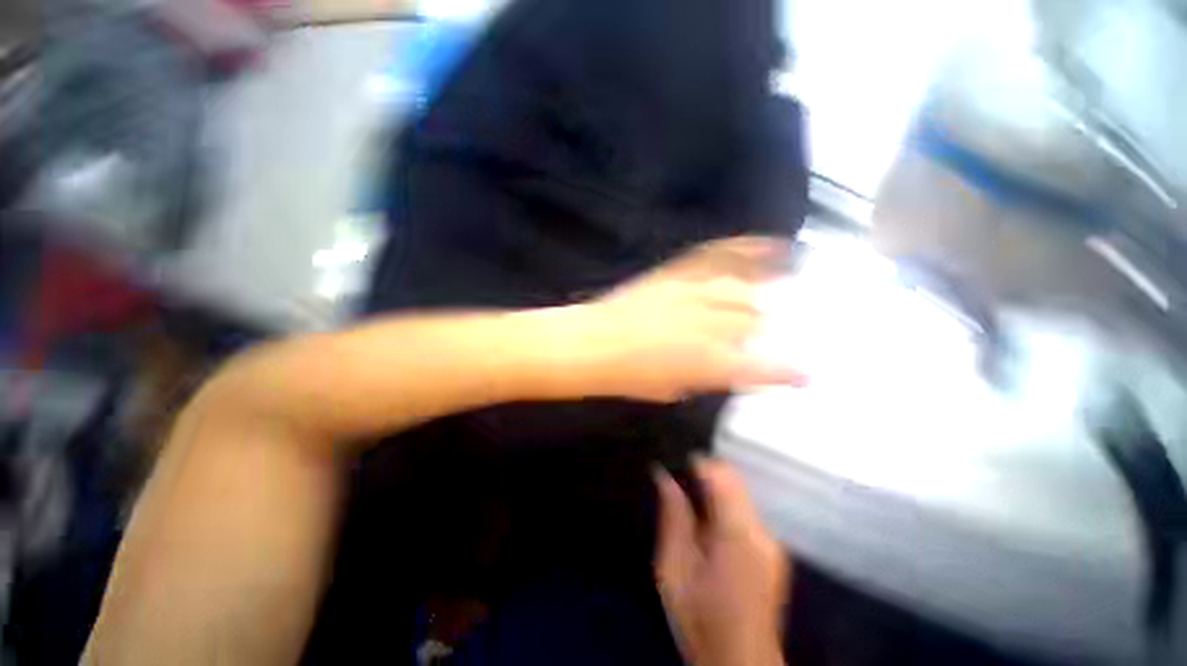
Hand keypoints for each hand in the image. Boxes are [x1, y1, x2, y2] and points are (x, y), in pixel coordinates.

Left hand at [564, 236, 799, 401]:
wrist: (593, 344)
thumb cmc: (630, 377)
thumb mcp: (674, 388)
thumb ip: (708, 377)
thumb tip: (729, 368)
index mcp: (712, 362)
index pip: (765, 367)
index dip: (789, 371)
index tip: (805, 374)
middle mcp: (710, 324)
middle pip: (756, 321)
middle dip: (768, 329)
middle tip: (771, 335)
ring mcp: (694, 293)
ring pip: (743, 290)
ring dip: (762, 294)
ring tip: (785, 287)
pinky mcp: (678, 275)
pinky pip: (718, 257)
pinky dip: (746, 249)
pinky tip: (769, 244)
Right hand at [655, 459, 789, 665]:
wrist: (740, 664)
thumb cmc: (699, 619)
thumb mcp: (673, 569)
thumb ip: (673, 518)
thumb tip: (664, 476)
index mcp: (736, 535)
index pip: (722, 478)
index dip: (699, 462)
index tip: (678, 458)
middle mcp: (761, 531)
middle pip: (736, 480)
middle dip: (709, 471)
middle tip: (681, 479)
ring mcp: (772, 541)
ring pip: (743, 492)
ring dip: (718, 487)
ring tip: (691, 498)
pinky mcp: (774, 551)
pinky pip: (747, 510)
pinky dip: (727, 503)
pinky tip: (709, 522)